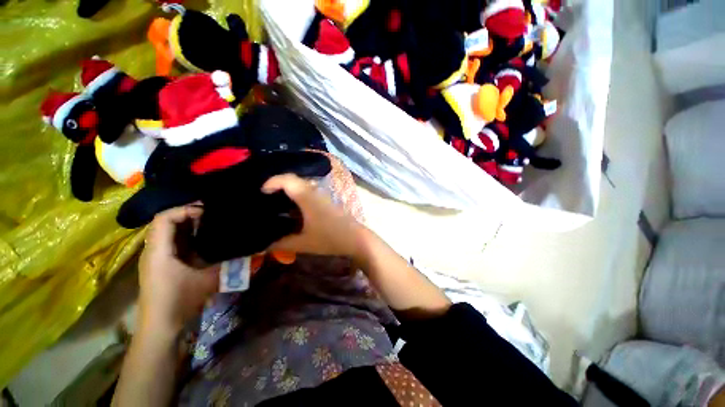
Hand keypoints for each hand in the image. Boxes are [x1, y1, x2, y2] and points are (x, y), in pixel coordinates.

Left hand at [138, 206, 218, 335]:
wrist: (160, 327)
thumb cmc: (179, 302)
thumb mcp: (208, 281)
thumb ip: (229, 264)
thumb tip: (251, 251)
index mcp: (159, 251)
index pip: (164, 218)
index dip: (184, 209)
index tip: (207, 211)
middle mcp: (154, 250)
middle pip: (166, 222)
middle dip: (188, 214)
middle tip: (213, 213)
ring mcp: (157, 257)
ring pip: (169, 231)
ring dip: (188, 225)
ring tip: (211, 222)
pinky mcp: (162, 264)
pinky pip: (173, 242)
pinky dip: (187, 236)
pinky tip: (204, 239)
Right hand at [262, 174, 364, 258]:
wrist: (356, 238)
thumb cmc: (330, 238)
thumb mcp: (304, 243)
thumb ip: (281, 244)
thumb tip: (262, 246)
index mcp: (307, 198)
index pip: (287, 180)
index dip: (271, 182)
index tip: (260, 192)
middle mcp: (315, 192)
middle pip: (294, 180)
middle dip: (277, 184)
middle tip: (265, 197)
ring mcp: (323, 196)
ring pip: (302, 185)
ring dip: (288, 190)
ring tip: (276, 202)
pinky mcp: (327, 201)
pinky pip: (309, 192)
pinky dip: (297, 195)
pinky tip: (293, 209)